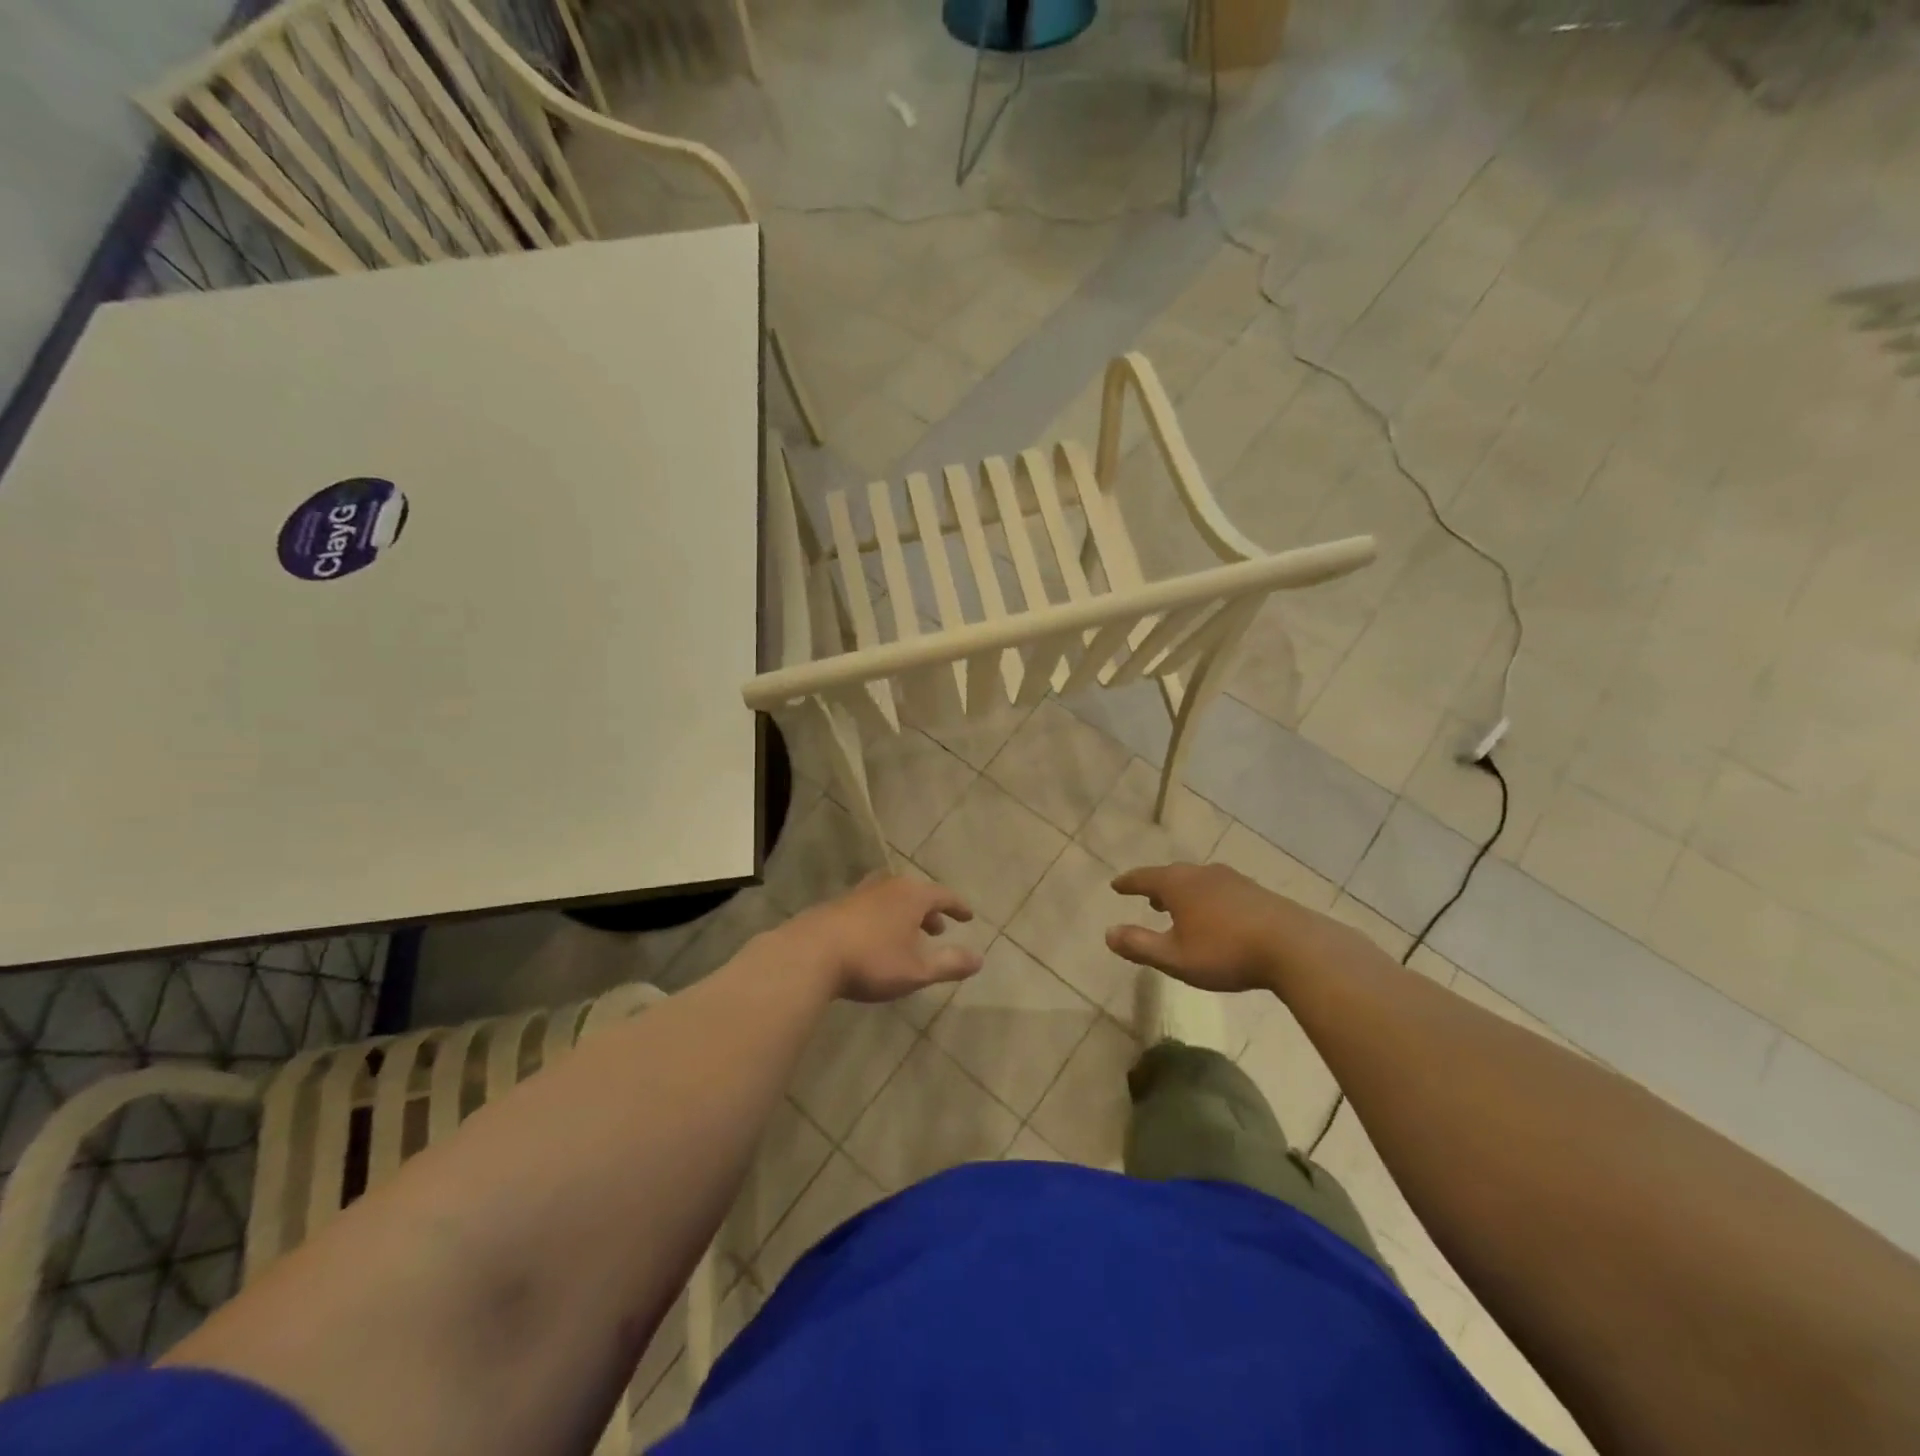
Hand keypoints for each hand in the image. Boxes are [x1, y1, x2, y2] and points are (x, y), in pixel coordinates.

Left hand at [785, 874, 983, 1002]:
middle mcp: (888, 886)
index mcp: (912, 896)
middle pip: (916, 893)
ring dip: (904, 915)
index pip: (943, 895)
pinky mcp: (837, 905)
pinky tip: (875, 938)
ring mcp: (859, 893)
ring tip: (907, 934)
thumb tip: (980, 959)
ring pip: (891, 899)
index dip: (958, 907)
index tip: (968, 917)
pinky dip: (882, 918)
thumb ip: (950, 963)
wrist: (810, 954)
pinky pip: (871, 906)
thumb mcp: (917, 970)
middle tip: (938, 929)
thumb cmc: (872, 960)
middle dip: (930, 911)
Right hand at [1106, 862, 1346, 992]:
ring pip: (1199, 881)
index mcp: (1178, 885)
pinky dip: (1207, 898)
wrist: (1293, 947)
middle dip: (1157, 886)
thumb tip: (1108, 934)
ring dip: (1184, 892)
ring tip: (1179, 907)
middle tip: (1147, 897)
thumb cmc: (1225, 951)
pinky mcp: (1256, 892)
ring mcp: (1232, 880)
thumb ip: (1140, 945)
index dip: (1128, 883)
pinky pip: (1220, 890)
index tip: (1116, 886)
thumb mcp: (1175, 957)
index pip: (1144, 878)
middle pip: (1172, 875)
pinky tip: (1216, 916)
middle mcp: (1202, 874)